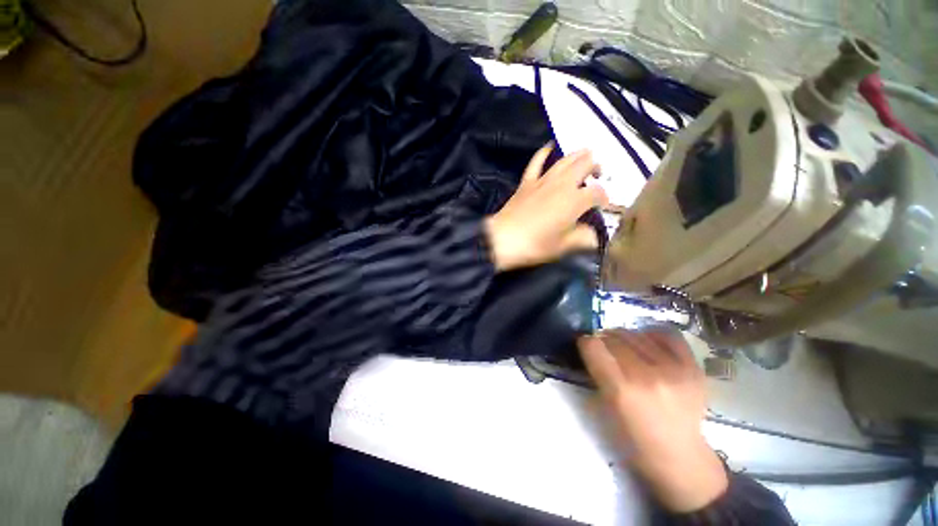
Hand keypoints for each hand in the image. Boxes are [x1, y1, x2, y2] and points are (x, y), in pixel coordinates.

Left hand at [485, 144, 608, 271]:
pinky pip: (536, 162)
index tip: (603, 206)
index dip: (604, 197)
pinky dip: (544, 153)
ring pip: (565, 160)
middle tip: (598, 174)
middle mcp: (562, 185)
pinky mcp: (527, 182)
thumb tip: (592, 236)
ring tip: (586, 155)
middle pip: (585, 165)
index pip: (597, 193)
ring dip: (578, 156)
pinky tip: (549, 146)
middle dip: (595, 167)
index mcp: (575, 201)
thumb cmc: (535, 245)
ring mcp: (543, 181)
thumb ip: (582, 238)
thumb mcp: (562, 247)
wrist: (503, 239)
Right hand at [578, 330, 727, 512]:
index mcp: (621, 390)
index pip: (593, 346)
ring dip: (624, 337)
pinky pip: (666, 335)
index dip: (586, 343)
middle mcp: (646, 376)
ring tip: (625, 348)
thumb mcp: (605, 407)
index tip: (587, 347)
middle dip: (603, 340)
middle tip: (605, 349)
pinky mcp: (693, 367)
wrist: (679, 455)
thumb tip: (593, 345)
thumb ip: (598, 372)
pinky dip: (651, 335)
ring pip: (635, 334)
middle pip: (613, 337)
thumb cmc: (634, 438)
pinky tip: (647, 343)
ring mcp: (674, 370)